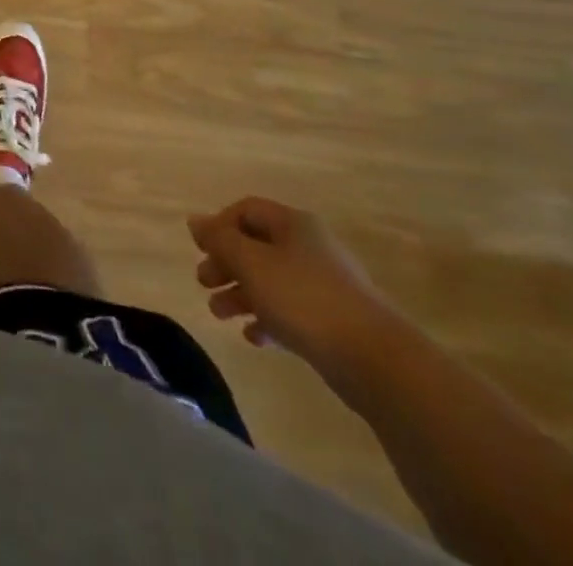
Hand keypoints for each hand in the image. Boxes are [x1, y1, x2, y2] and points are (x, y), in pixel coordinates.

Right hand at [188, 197, 401, 385]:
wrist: (377, 361)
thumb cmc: (304, 299)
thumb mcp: (250, 263)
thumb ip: (219, 240)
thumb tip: (195, 221)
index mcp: (293, 224)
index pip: (246, 210)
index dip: (219, 225)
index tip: (202, 251)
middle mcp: (310, 247)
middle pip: (256, 246)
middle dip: (226, 264)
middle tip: (204, 283)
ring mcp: (326, 285)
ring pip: (271, 280)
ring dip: (241, 294)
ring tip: (220, 315)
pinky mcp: (335, 321)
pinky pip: (292, 311)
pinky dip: (269, 318)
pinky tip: (255, 337)